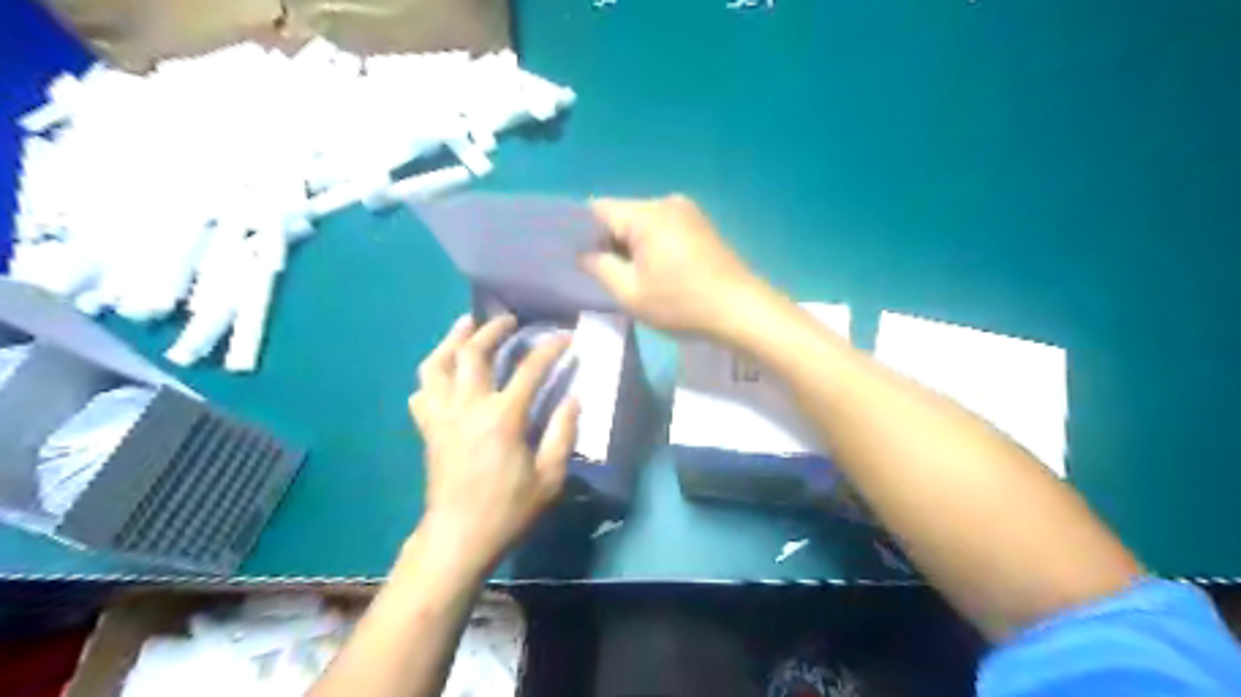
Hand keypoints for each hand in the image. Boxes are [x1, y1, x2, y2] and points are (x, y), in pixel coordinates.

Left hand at [410, 315, 580, 576]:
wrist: (458, 538)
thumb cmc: (508, 510)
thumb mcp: (550, 478)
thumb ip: (562, 434)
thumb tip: (573, 399)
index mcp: (502, 417)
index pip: (529, 369)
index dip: (550, 348)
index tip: (565, 336)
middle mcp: (468, 406)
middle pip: (473, 352)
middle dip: (493, 329)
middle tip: (509, 320)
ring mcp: (442, 416)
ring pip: (437, 364)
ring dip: (452, 340)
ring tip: (466, 326)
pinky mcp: (428, 429)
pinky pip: (422, 391)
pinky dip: (432, 374)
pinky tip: (444, 372)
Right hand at [581, 192, 766, 335]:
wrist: (740, 310)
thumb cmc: (681, 304)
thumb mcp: (631, 293)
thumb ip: (599, 268)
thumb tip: (584, 253)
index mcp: (646, 214)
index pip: (599, 209)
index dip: (583, 232)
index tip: (581, 259)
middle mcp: (666, 202)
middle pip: (622, 213)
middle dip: (609, 240)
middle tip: (607, 275)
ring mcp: (687, 211)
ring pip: (642, 221)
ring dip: (631, 244)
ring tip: (634, 275)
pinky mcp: (700, 223)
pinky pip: (663, 226)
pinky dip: (652, 243)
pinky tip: (658, 270)